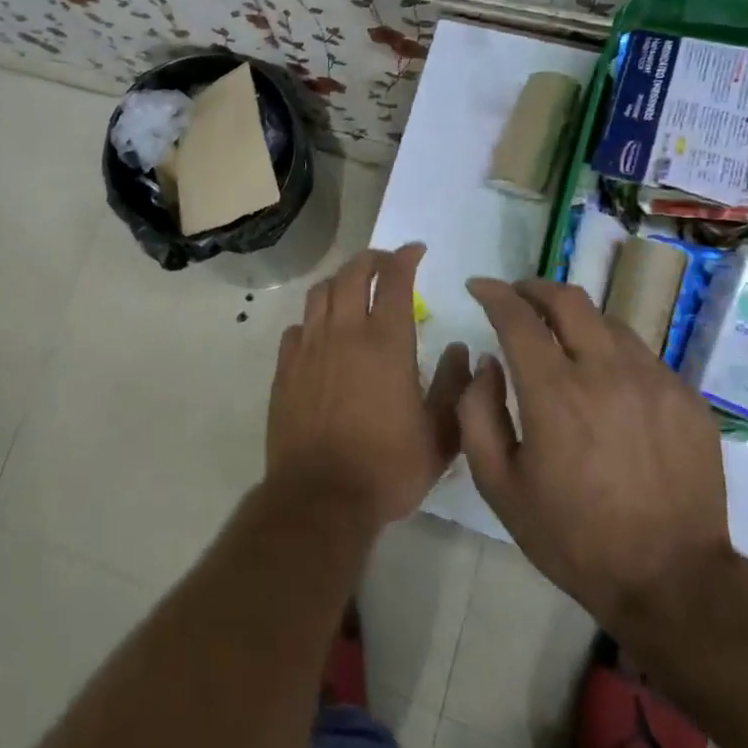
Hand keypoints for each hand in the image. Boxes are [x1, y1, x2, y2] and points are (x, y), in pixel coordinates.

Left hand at [266, 244, 470, 525]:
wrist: (321, 496)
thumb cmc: (388, 467)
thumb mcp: (440, 435)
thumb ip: (456, 387)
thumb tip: (462, 350)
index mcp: (386, 342)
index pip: (394, 279)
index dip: (405, 257)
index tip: (416, 251)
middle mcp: (344, 333)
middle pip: (352, 274)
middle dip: (371, 259)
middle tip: (385, 263)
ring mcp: (309, 348)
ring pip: (320, 293)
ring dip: (339, 281)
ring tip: (352, 288)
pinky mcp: (285, 368)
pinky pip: (297, 327)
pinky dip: (313, 319)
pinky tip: (321, 332)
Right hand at [457, 277, 733, 636]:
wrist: (671, 580)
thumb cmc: (572, 536)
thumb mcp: (499, 484)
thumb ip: (477, 413)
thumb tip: (486, 364)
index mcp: (554, 393)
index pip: (517, 317)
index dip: (493, 293)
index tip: (478, 287)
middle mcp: (606, 372)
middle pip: (568, 300)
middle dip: (534, 288)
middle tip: (517, 296)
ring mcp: (655, 381)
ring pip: (608, 322)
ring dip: (574, 319)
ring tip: (560, 338)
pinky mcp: (687, 398)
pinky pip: (641, 355)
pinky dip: (611, 352)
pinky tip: (604, 380)